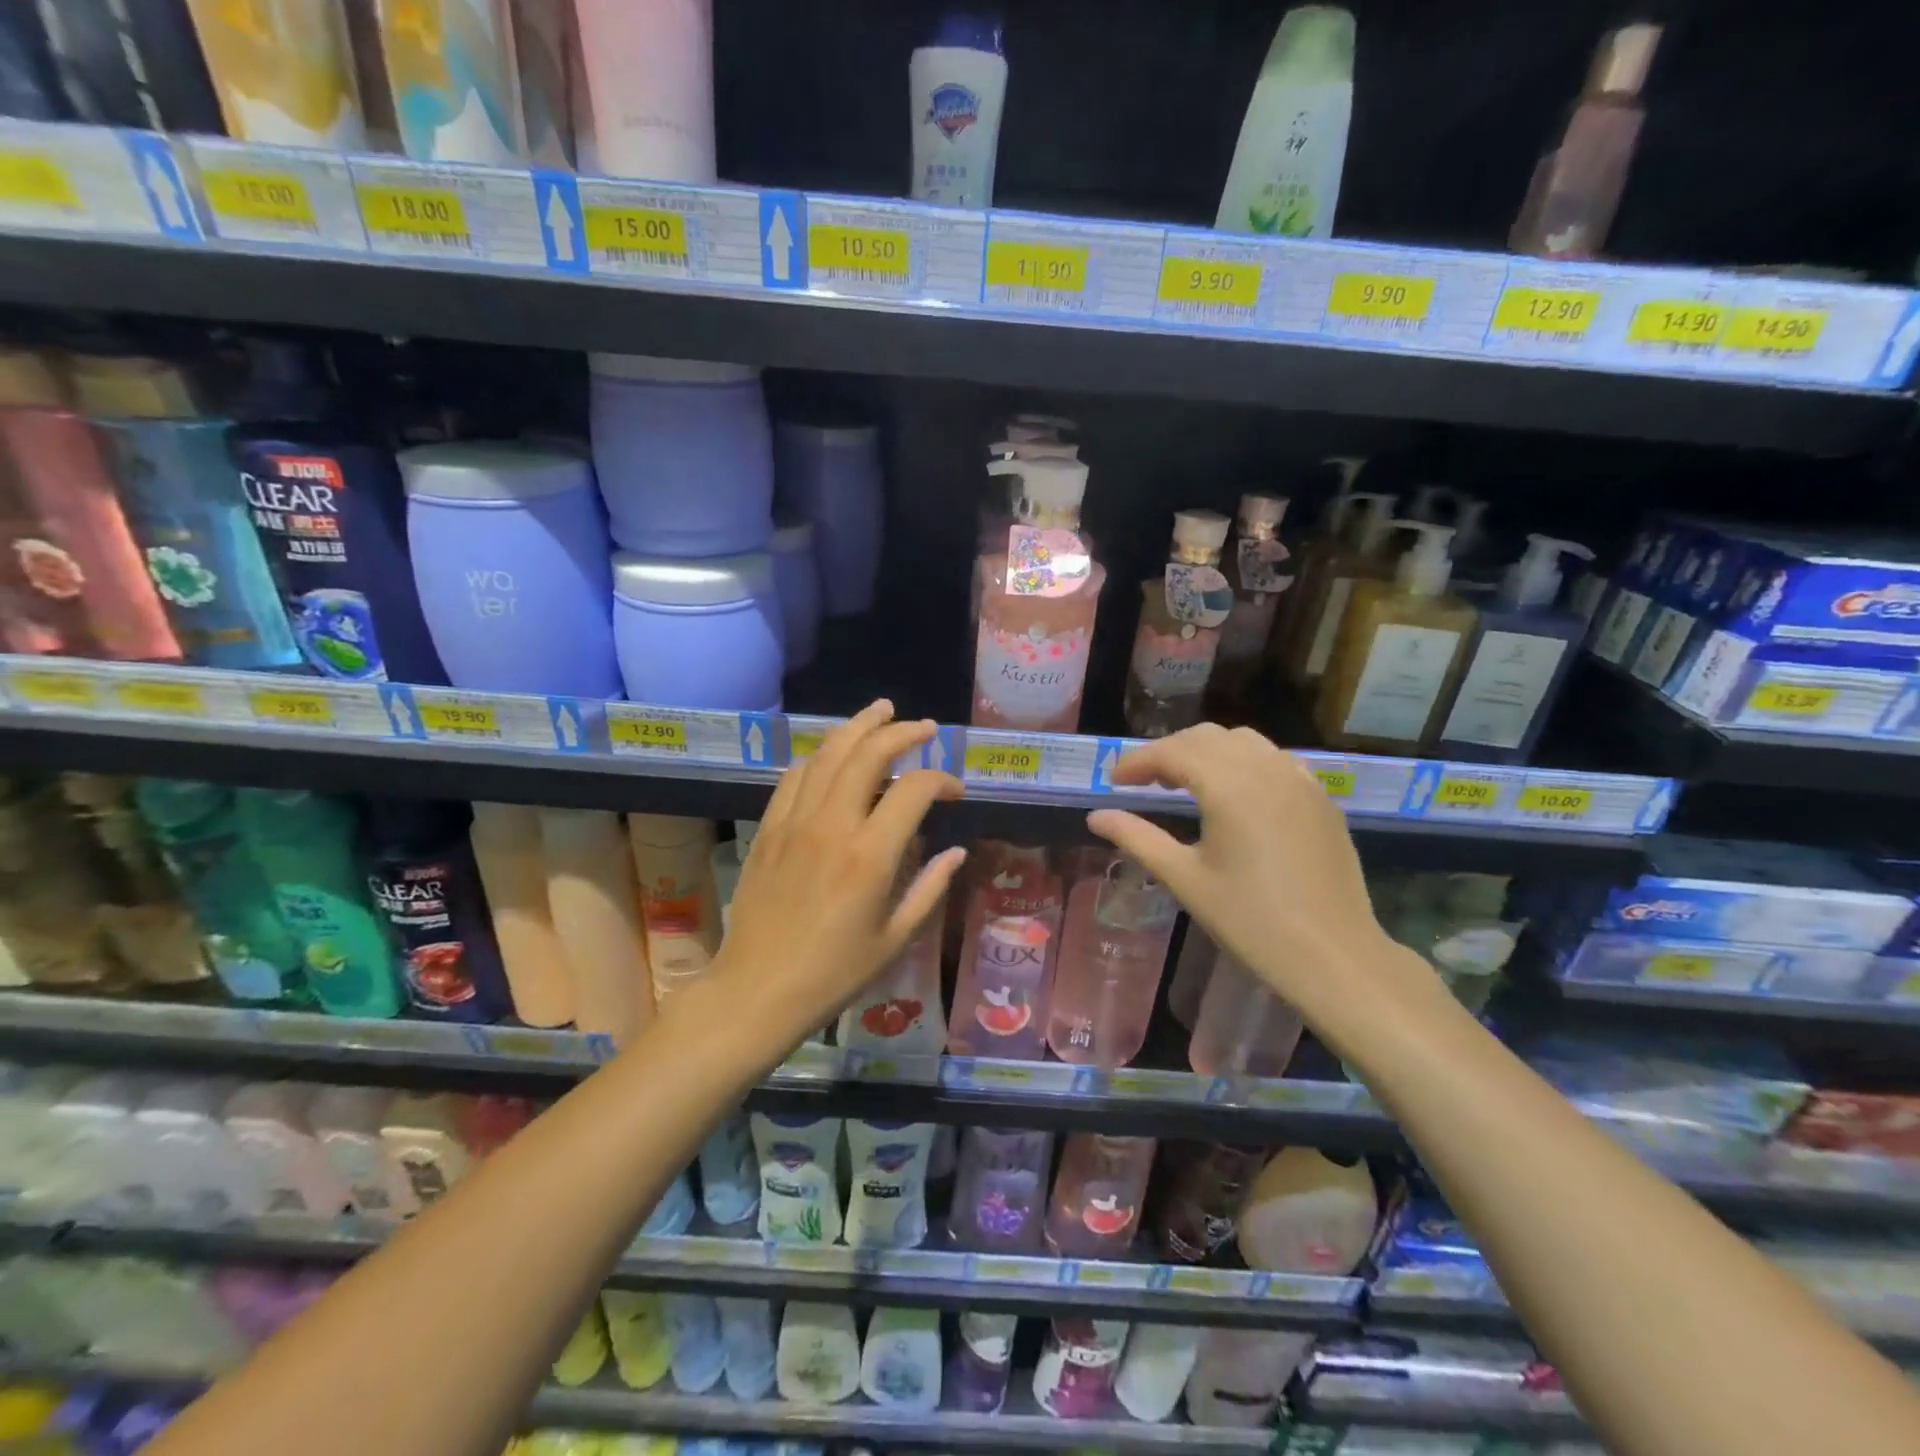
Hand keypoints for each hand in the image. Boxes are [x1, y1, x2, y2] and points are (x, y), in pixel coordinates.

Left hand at [712, 702, 966, 1041]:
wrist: (755, 991)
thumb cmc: (832, 975)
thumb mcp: (894, 940)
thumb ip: (929, 889)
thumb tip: (955, 853)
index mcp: (870, 856)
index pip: (914, 789)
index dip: (942, 780)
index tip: (955, 792)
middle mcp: (832, 825)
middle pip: (868, 753)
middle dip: (902, 731)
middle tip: (925, 727)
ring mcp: (794, 822)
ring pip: (828, 754)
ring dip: (858, 726)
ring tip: (881, 711)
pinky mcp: (768, 829)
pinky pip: (794, 777)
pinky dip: (819, 756)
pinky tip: (832, 755)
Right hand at [1085, 724, 1441, 1037]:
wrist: (1333, 955)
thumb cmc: (1250, 920)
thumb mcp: (1184, 879)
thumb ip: (1137, 838)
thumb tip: (1096, 816)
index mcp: (1229, 786)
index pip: (1172, 752)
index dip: (1137, 761)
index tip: (1113, 782)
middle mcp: (1265, 769)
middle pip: (1206, 737)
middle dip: (1169, 751)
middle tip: (1144, 783)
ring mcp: (1300, 780)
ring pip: (1244, 741)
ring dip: (1207, 751)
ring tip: (1187, 783)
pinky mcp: (1320, 798)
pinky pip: (1275, 759)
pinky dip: (1244, 762)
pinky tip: (1236, 794)